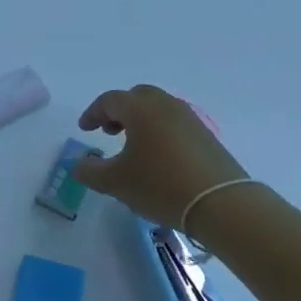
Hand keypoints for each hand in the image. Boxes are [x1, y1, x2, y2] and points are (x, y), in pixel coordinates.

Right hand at [76, 85, 251, 227]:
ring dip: (141, 120)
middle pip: (137, 97)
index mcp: (140, 109)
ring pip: (158, 108)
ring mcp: (190, 118)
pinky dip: (161, 131)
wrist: (222, 204)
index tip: (85, 130)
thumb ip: (90, 171)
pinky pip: (175, 123)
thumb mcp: (116, 183)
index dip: (93, 113)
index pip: (110, 100)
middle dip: (119, 111)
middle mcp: (165, 105)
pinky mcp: (206, 136)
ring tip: (134, 147)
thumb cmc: (161, 186)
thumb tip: (79, 164)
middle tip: (109, 132)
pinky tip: (160, 158)